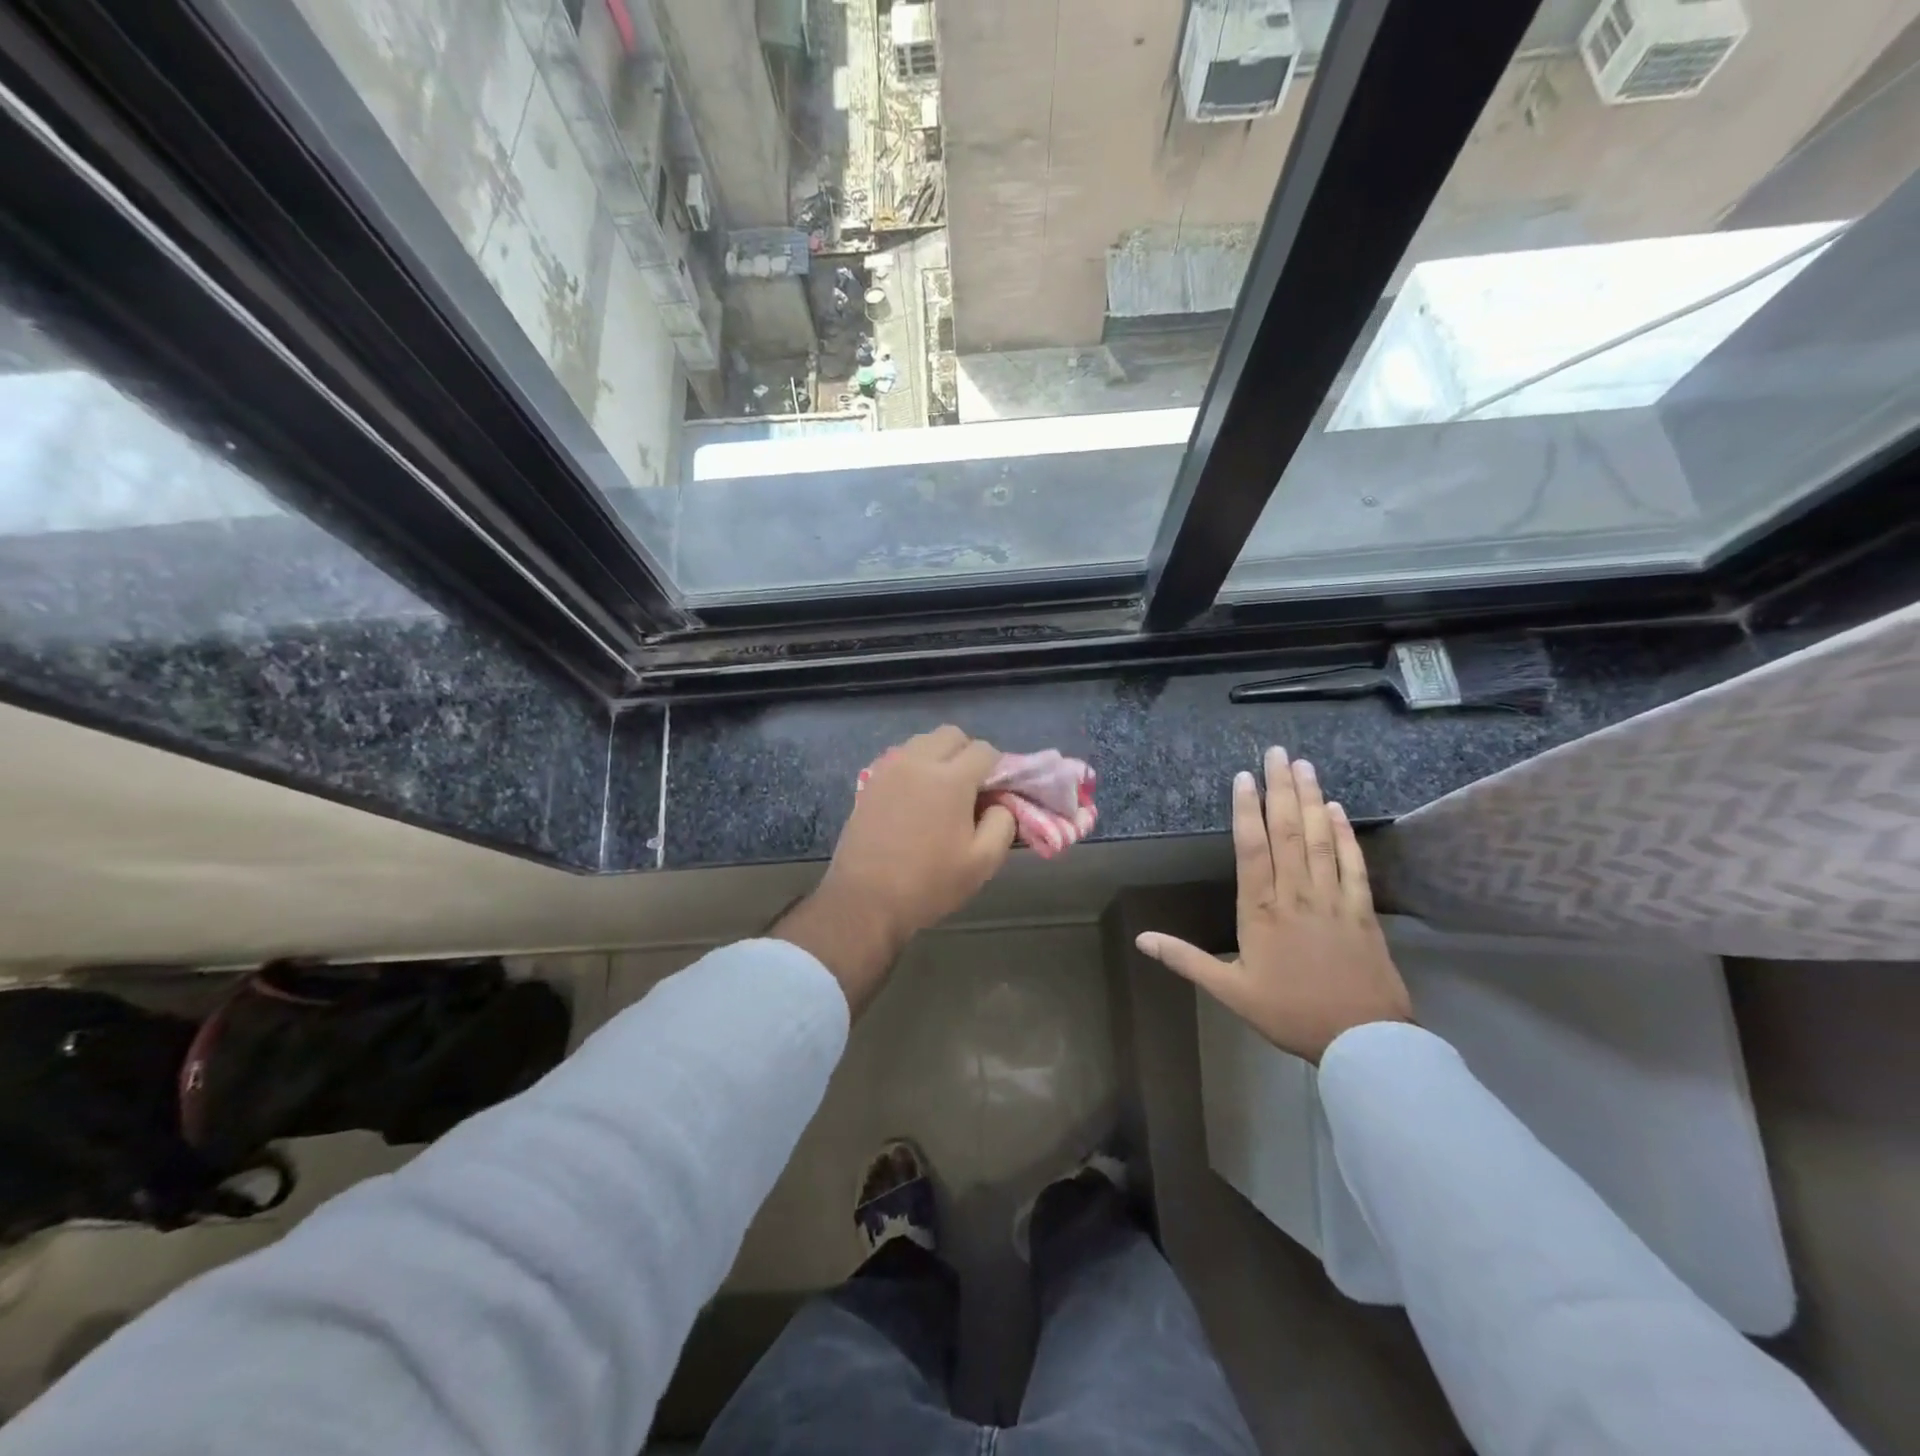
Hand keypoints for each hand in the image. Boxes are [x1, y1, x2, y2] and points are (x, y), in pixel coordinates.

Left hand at [777, 727, 1016, 1012]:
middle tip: (970, 789)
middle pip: (951, 735)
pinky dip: (913, 766)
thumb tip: (1000, 802)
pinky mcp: (869, 782)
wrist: (865, 900)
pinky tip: (914, 798)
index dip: (997, 769)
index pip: (984, 750)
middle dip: (967, 753)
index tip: (995, 794)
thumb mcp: (982, 863)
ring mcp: (889, 769)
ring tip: (940, 793)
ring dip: (938, 756)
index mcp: (950, 779)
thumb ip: (1003, 823)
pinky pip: (899, 758)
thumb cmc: (929, 884)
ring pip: (922, 742)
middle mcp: (918, 762)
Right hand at [1136, 747, 1410, 1063]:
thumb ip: (1185, 959)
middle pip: (1288, 831)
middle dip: (1281, 789)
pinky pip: (1353, 864)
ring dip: (1312, 799)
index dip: (1247, 809)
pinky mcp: (1362, 909)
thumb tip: (1141, 939)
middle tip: (1277, 752)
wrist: (1361, 1040)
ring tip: (1305, 766)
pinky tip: (1338, 809)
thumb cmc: (1289, 1012)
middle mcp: (1296, 894)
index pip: (1252, 848)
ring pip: (1320, 839)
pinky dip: (1345, 834)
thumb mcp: (1229, 990)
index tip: (1245, 776)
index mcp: (1261, 910)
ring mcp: (1333, 899)